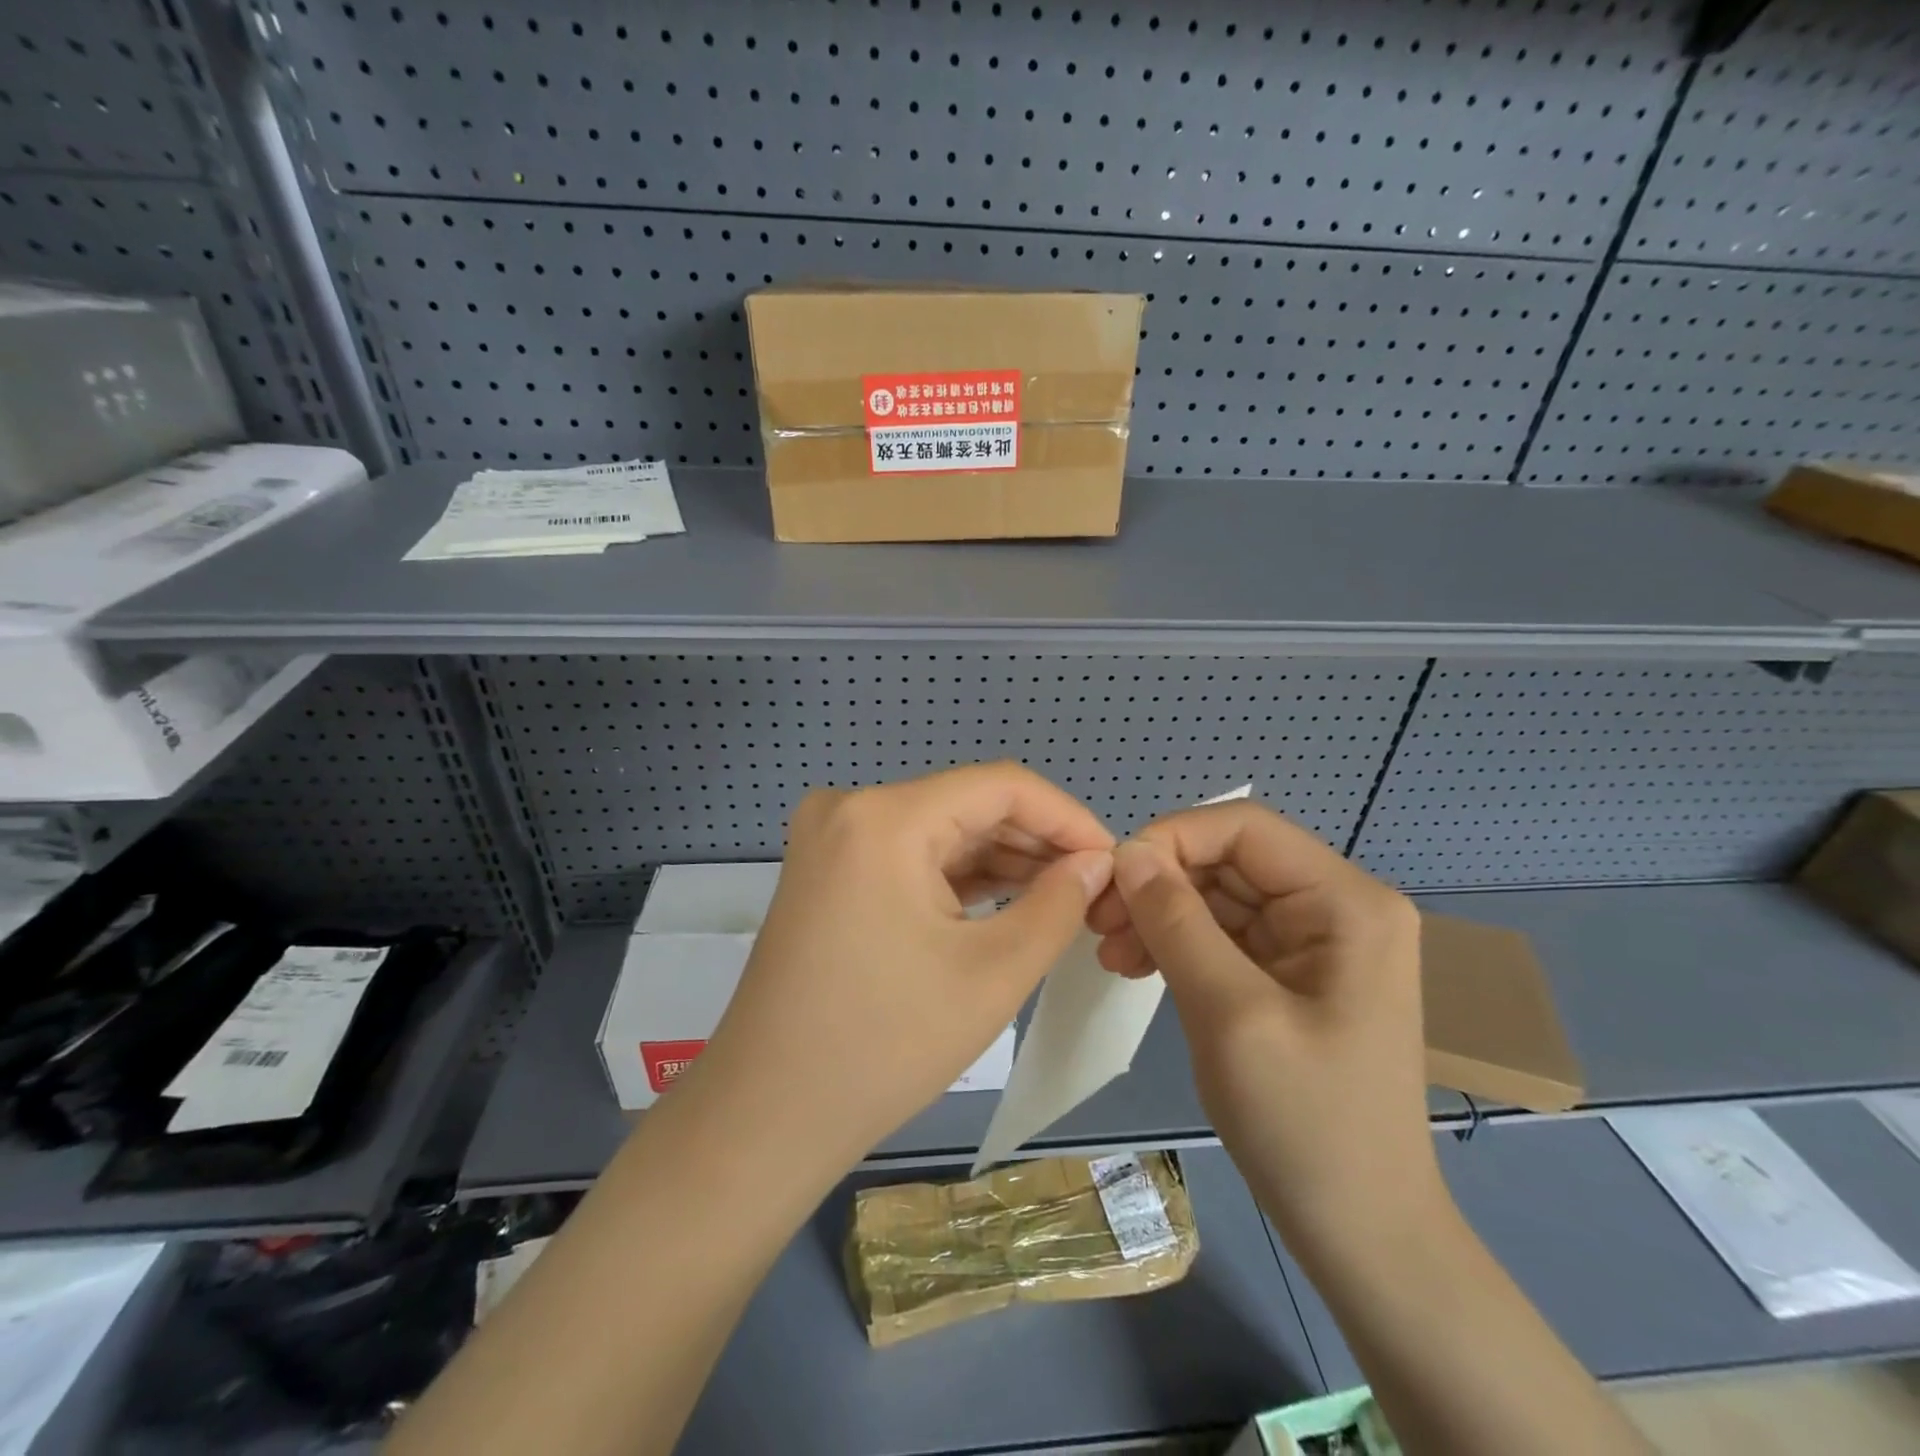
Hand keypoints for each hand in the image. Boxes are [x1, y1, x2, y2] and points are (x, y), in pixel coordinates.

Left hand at [680, 763, 1113, 1175]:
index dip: (1067, 817)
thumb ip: (1058, 904)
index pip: (1001, 786)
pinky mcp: (828, 870)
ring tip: (1062, 898)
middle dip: (1036, 842)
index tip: (1112, 859)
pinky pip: (910, 856)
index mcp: (885, 817)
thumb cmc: (885, 1046)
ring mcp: (832, 838)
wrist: (767, 1116)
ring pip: (941, 830)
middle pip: (968, 804)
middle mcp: (851, 808)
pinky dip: (959, 876)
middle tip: (1093, 888)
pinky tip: (1008, 899)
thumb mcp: (993, 972)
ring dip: (1002, 859)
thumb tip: (1097, 862)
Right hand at [1087, 801, 1441, 1251]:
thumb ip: (1176, 922)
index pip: (1243, 830)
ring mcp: (1315, 941)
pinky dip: (1176, 943)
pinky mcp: (1291, 972)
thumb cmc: (1305, 1123)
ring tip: (1110, 954)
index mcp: (1346, 903)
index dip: (1171, 841)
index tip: (1111, 882)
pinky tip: (1135, 966)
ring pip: (1218, 896)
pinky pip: (1223, 934)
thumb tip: (1126, 852)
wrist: (1361, 1232)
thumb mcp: (1230, 1013)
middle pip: (1227, 861)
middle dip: (1158, 884)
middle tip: (1097, 924)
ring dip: (1159, 915)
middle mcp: (1337, 907)